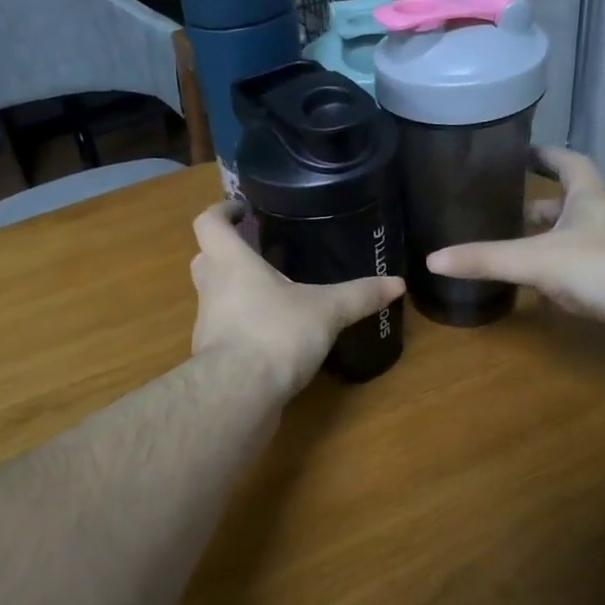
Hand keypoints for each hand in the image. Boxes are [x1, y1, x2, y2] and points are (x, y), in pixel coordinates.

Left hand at [191, 202, 405, 396]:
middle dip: (229, 252)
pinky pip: (225, 329)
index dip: (221, 210)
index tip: (241, 209)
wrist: (238, 395)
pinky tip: (272, 333)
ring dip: (235, 290)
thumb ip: (359, 295)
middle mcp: (211, 288)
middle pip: (206, 258)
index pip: (208, 223)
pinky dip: (242, 324)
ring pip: (214, 296)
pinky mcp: (212, 356)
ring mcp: (207, 324)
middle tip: (259, 251)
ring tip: (272, 293)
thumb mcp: (326, 310)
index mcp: (230, 262)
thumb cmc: (275, 333)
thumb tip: (397, 282)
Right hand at [426, 148, 604, 362]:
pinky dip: (569, 278)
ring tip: (519, 253)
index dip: (546, 154)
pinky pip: (592, 273)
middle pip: (573, 204)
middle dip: (542, 206)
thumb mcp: (536, 261)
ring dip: (553, 244)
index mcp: (590, 197)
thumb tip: (432, 259)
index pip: (569, 162)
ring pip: (582, 240)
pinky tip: (551, 296)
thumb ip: (486, 260)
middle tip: (508, 211)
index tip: (523, 151)